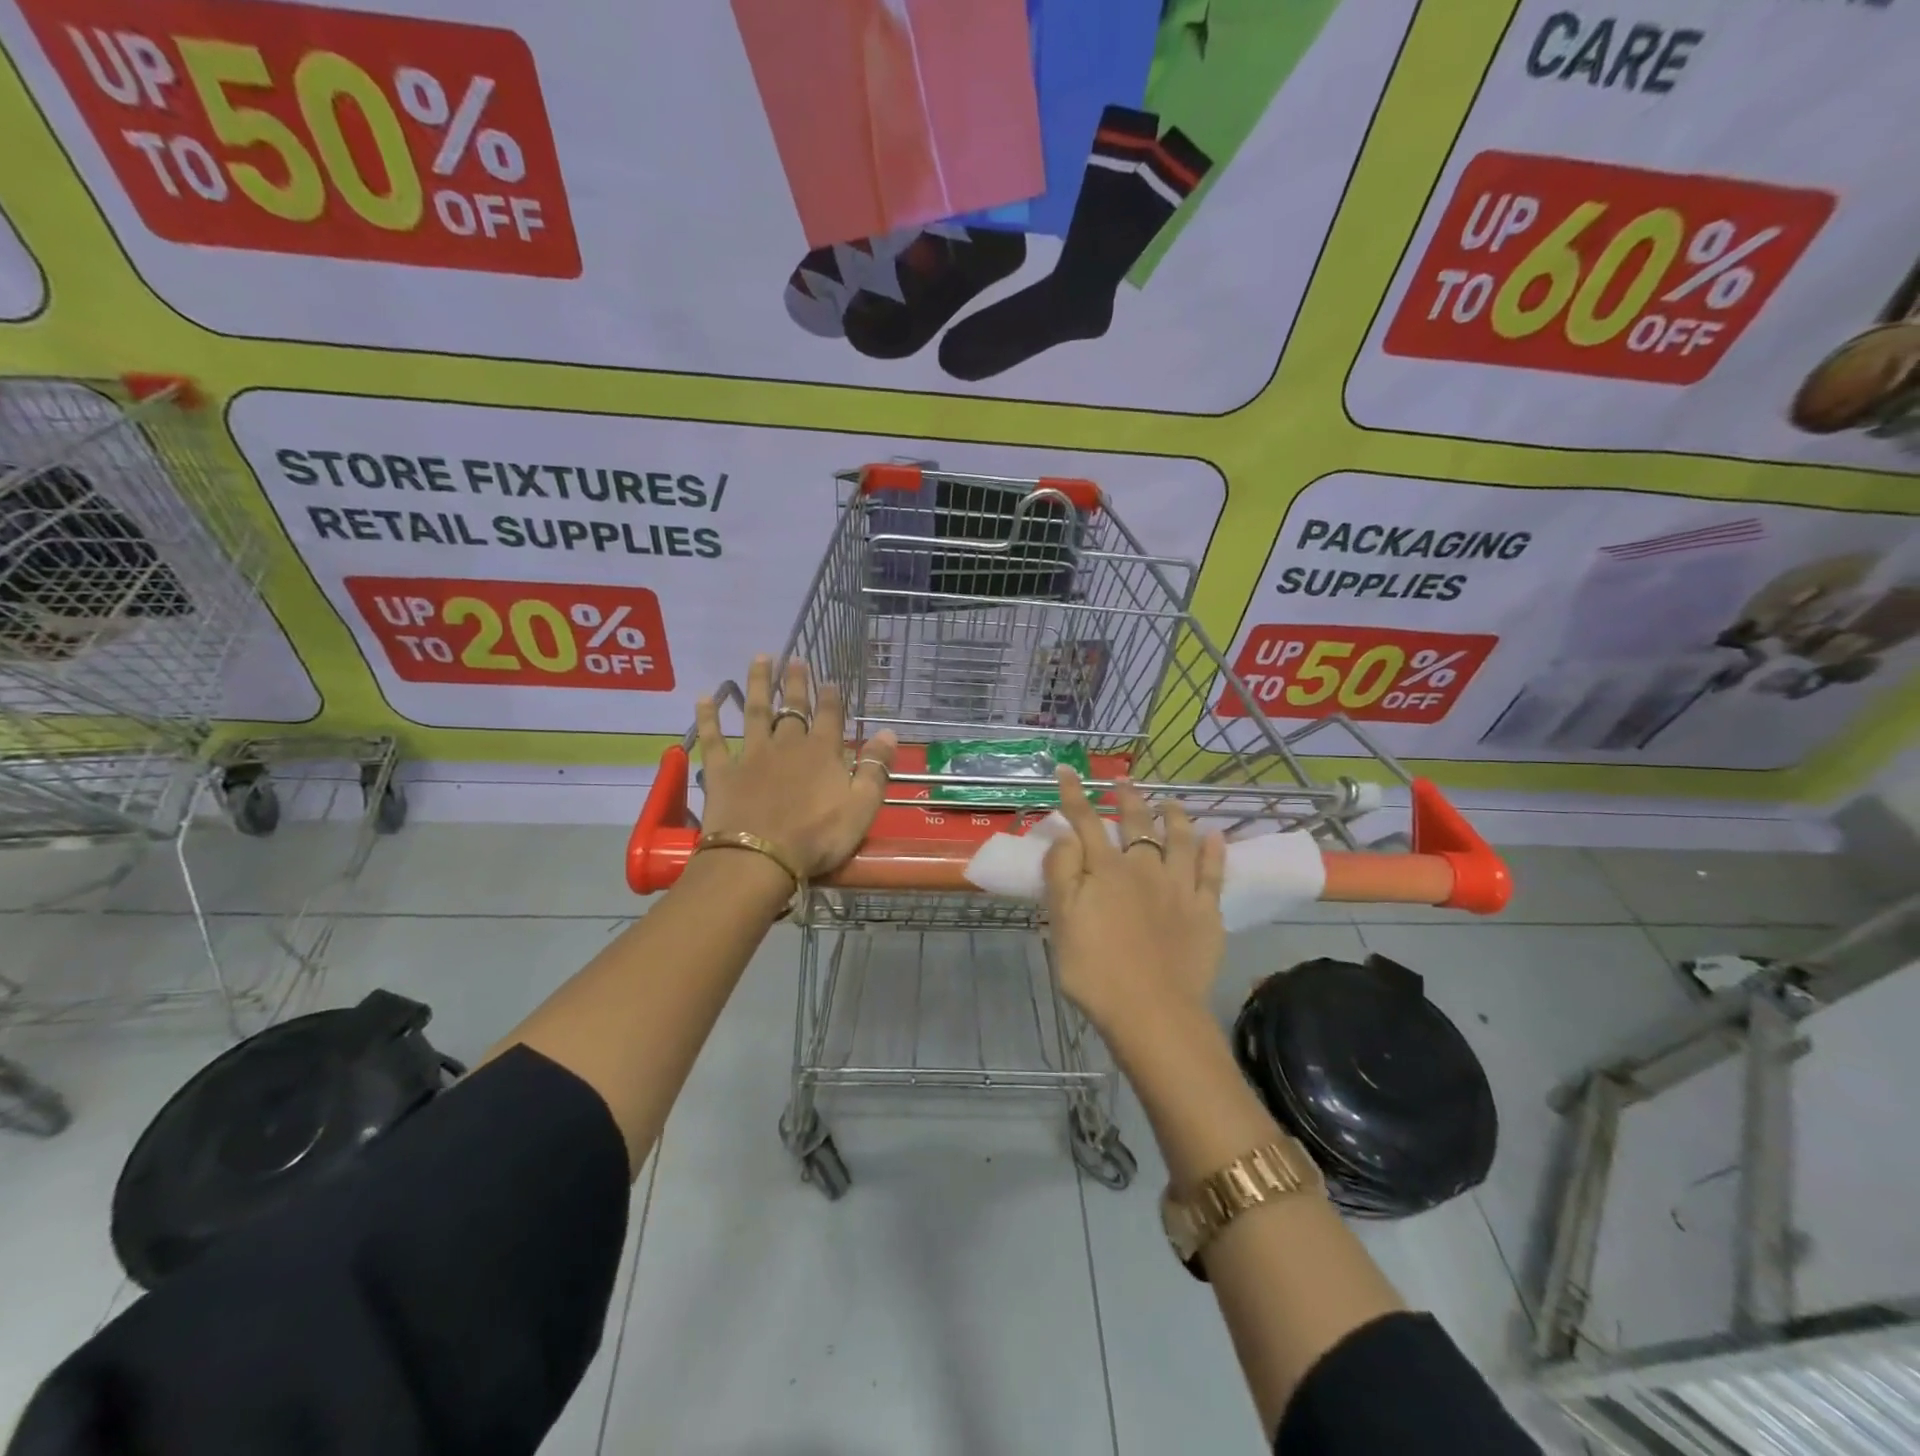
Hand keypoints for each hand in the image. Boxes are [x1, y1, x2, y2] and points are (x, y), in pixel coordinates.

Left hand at [695, 656, 898, 879]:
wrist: (759, 858)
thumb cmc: (817, 837)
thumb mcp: (861, 807)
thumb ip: (875, 769)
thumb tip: (889, 733)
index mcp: (822, 753)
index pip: (829, 717)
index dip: (830, 697)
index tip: (829, 680)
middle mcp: (787, 745)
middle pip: (792, 708)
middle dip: (795, 683)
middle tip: (794, 659)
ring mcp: (751, 755)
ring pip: (755, 712)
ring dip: (757, 684)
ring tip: (759, 659)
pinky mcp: (722, 772)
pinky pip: (714, 740)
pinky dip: (709, 718)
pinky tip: (703, 698)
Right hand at [1043, 769, 1226, 1040]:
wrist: (1153, 1012)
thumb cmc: (1096, 970)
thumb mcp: (1061, 922)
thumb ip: (1062, 873)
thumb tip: (1066, 834)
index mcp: (1106, 870)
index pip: (1085, 822)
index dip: (1074, 795)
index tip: (1066, 769)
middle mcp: (1144, 869)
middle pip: (1136, 824)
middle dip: (1127, 798)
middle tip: (1123, 781)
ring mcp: (1180, 888)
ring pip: (1179, 839)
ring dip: (1174, 816)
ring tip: (1170, 802)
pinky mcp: (1206, 912)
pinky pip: (1213, 872)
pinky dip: (1214, 851)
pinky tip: (1215, 836)